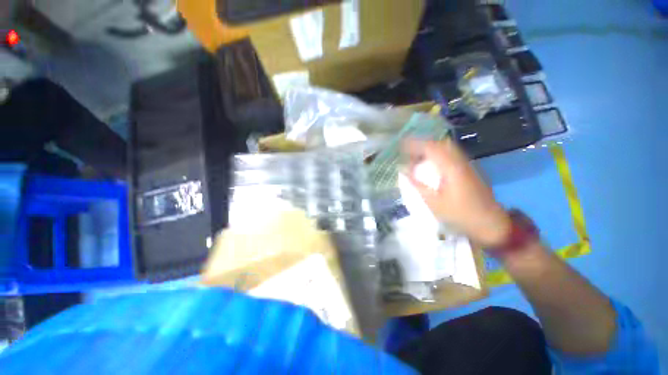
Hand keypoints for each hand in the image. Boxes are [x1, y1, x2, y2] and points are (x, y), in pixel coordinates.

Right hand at [403, 139, 511, 246]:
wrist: (490, 223)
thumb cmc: (459, 214)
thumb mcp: (433, 202)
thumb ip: (417, 184)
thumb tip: (404, 170)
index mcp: (451, 168)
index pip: (431, 147)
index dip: (415, 144)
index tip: (402, 145)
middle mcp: (460, 162)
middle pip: (441, 143)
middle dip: (423, 144)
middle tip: (409, 152)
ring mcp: (467, 165)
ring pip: (447, 148)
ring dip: (431, 149)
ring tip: (417, 157)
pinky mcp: (469, 170)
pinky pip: (452, 155)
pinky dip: (439, 155)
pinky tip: (432, 165)